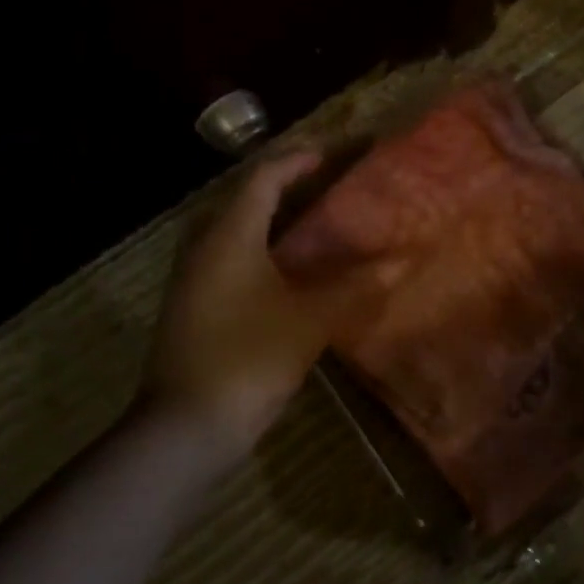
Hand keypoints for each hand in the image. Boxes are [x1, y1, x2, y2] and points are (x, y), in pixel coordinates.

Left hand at [145, 151, 327, 450]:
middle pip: (245, 199)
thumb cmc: (248, 358)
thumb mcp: (310, 320)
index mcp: (230, 236)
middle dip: (285, 186)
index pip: (263, 179)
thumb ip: (354, 287)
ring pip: (235, 230)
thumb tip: (398, 263)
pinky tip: (288, 271)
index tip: (331, 155)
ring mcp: (194, 279)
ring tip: (313, 222)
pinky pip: (230, 258)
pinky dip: (262, 249)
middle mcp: (205, 247)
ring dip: (272, 219)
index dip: (297, 161)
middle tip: (326, 185)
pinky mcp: (193, 306)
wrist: (185, 427)